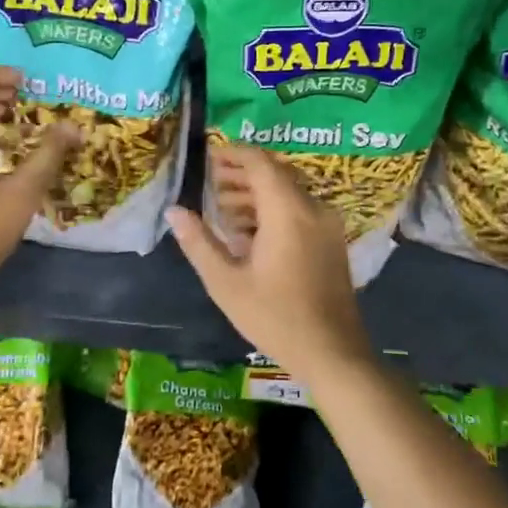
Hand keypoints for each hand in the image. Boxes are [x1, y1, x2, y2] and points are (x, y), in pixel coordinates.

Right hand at [166, 145, 372, 382]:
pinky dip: (273, 210)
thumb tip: (174, 211)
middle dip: (241, 175)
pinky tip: (249, 234)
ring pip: (288, 192)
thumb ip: (199, 242)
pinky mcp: (331, 241)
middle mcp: (312, 208)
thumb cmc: (275, 317)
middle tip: (210, 184)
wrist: (333, 353)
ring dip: (256, 194)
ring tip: (222, 211)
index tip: (208, 157)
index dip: (232, 154)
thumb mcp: (226, 283)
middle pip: (275, 173)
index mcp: (288, 211)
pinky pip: (299, 209)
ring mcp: (326, 224)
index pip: (260, 162)